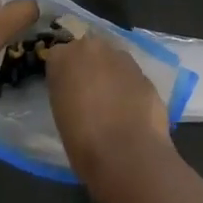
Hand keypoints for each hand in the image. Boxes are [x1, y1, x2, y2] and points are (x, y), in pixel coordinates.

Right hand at [46, 33, 174, 190]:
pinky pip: (131, 76)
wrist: (126, 154)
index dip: (64, 74)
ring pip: (112, 60)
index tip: (66, 91)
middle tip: (89, 94)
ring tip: (113, 104)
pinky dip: (129, 87)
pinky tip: (131, 111)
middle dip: (89, 66)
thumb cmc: (82, 140)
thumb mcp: (60, 113)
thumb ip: (66, 90)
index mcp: (63, 57)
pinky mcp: (144, 72)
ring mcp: (121, 57)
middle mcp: (92, 48)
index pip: (58, 56)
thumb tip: (76, 91)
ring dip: (111, 74)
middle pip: (88, 51)